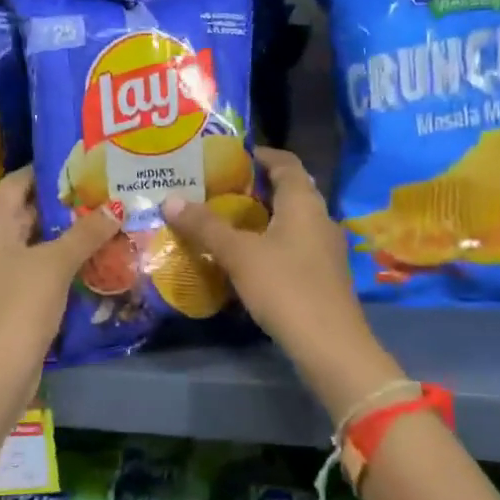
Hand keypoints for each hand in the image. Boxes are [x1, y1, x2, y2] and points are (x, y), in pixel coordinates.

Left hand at [0, 165, 118, 367]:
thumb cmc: (20, 304)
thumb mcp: (55, 263)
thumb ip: (87, 232)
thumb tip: (117, 206)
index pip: (18, 182)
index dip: (47, 169)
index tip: (83, 160)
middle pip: (29, 210)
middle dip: (65, 200)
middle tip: (105, 186)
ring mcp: (4, 270)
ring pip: (39, 240)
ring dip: (70, 231)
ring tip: (110, 215)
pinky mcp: (17, 295)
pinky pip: (43, 265)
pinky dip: (66, 257)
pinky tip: (99, 253)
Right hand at [163, 147, 399, 414]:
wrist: (329, 345)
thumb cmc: (285, 287)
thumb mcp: (239, 254)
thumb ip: (206, 226)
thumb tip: (170, 199)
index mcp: (304, 202)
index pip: (286, 163)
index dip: (262, 154)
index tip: (233, 154)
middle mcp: (320, 218)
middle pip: (290, 190)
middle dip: (257, 187)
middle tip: (220, 188)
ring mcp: (325, 249)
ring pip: (291, 221)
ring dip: (263, 217)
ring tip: (226, 220)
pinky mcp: (323, 275)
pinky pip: (294, 245)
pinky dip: (270, 242)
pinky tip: (247, 257)